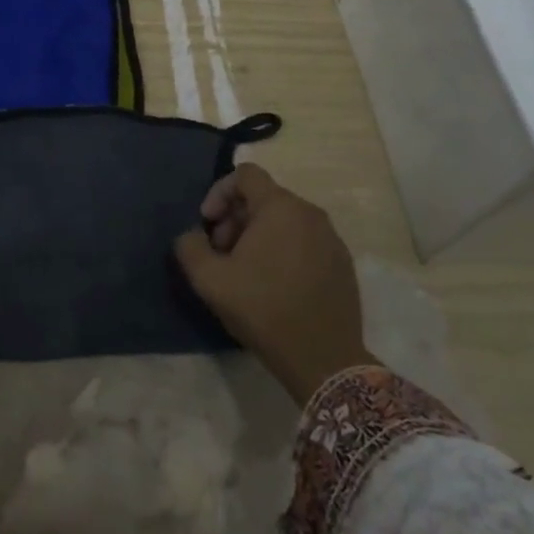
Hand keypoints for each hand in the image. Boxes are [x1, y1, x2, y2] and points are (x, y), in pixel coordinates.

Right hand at [174, 163, 374, 403]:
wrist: (323, 360)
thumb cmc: (262, 309)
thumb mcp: (209, 278)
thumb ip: (190, 245)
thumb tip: (192, 235)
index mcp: (280, 207)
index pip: (245, 174)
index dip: (218, 192)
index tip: (208, 224)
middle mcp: (310, 213)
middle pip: (264, 197)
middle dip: (236, 218)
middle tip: (222, 252)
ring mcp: (332, 238)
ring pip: (285, 220)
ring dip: (258, 234)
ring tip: (245, 270)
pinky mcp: (343, 263)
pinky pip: (305, 240)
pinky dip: (284, 249)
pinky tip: (273, 284)